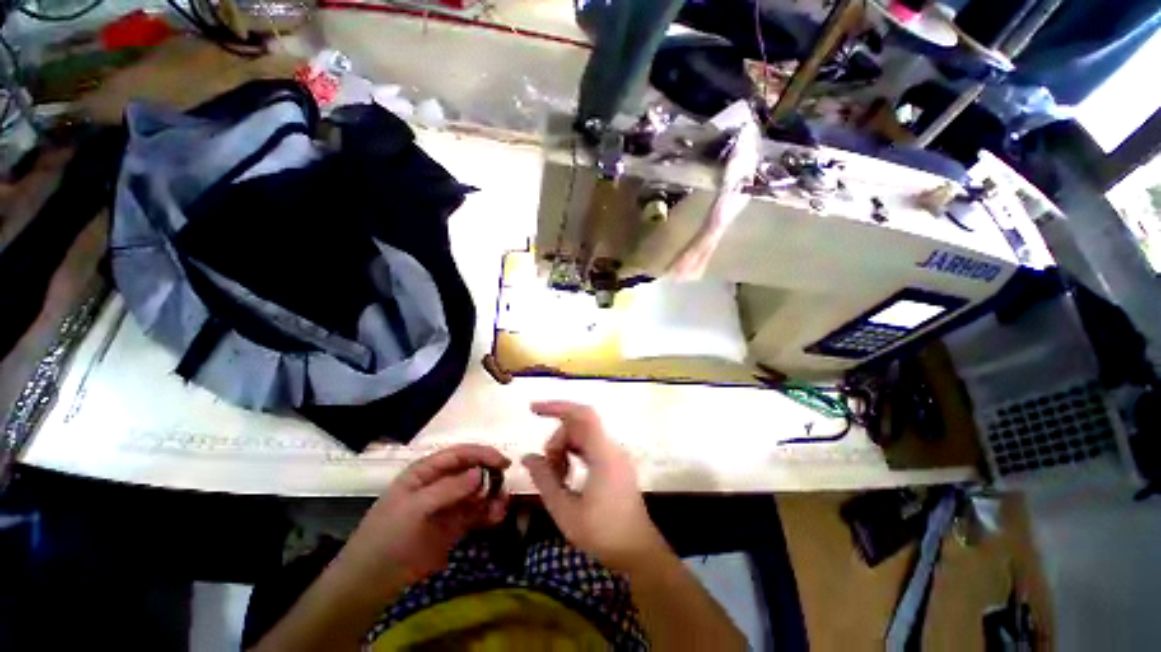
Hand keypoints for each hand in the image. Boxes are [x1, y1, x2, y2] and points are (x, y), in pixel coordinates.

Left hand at [341, 444, 510, 587]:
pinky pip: (476, 513)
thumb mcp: (414, 509)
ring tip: (502, 506)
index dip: (482, 454)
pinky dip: (489, 512)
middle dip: (490, 475)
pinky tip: (497, 517)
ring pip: (477, 492)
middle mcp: (440, 483)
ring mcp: (448, 505)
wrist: (371, 582)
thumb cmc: (387, 537)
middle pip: (472, 470)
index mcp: (426, 472)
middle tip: (505, 487)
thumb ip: (448, 489)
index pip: (460, 454)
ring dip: (492, 495)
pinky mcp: (453, 526)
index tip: (503, 462)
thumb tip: (480, 473)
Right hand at [523, 401, 668, 571]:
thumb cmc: (602, 535)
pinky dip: (574, 454)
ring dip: (565, 448)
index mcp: (604, 455)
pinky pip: (591, 447)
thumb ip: (545, 480)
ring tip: (557, 476)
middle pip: (579, 427)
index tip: (533, 410)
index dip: (557, 407)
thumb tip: (527, 457)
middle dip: (557, 440)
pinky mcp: (616, 463)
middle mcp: (612, 448)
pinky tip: (566, 475)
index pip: (582, 415)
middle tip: (546, 469)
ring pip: (584, 436)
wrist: (638, 552)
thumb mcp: (565, 511)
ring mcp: (616, 455)